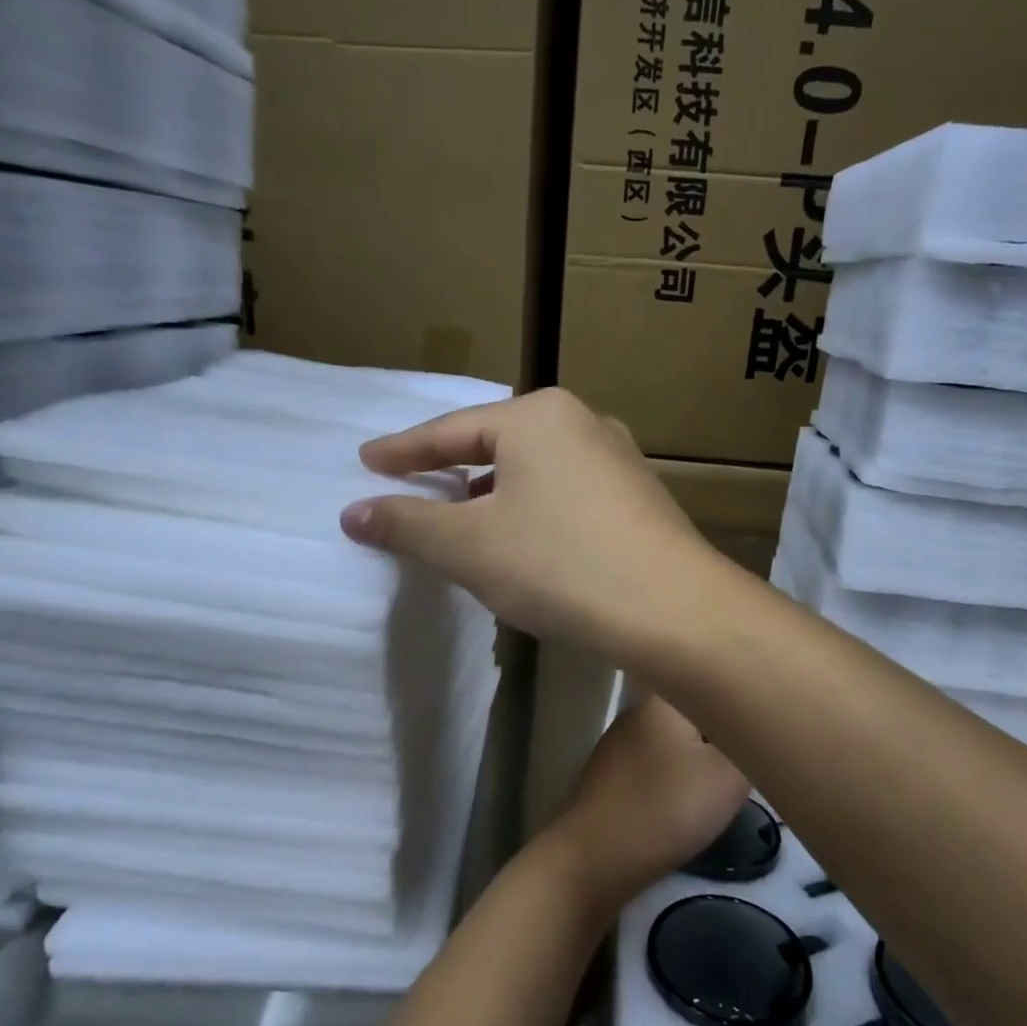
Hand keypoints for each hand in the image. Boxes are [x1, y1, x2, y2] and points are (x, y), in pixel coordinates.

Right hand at [339, 389, 723, 650]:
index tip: (366, 461)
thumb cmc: (559, 564)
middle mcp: (582, 422)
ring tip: (465, 519)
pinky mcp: (639, 497)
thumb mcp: (469, 545)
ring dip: (494, 493)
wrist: (673, 609)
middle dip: (452, 469)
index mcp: (537, 416)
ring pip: (535, 470)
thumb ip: (407, 524)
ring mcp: (618, 459)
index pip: (450, 430)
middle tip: (413, 487)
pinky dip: (533, 510)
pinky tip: (526, 541)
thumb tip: (353, 512)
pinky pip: (566, 493)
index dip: (403, 450)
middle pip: (496, 444)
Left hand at [540, 695, 749, 915]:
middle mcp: (637, 710)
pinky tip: (687, 801)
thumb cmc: (666, 808)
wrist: (595, 859)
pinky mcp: (610, 774)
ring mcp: (618, 742)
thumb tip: (758, 725)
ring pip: (675, 739)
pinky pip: (655, 764)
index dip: (741, 697)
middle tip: (752, 758)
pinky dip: (675, 778)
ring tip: (725, 782)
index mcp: (663, 697)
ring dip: (700, 757)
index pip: (711, 680)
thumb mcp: (730, 777)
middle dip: (723, 732)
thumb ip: (751, 745)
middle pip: (695, 711)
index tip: (765, 720)